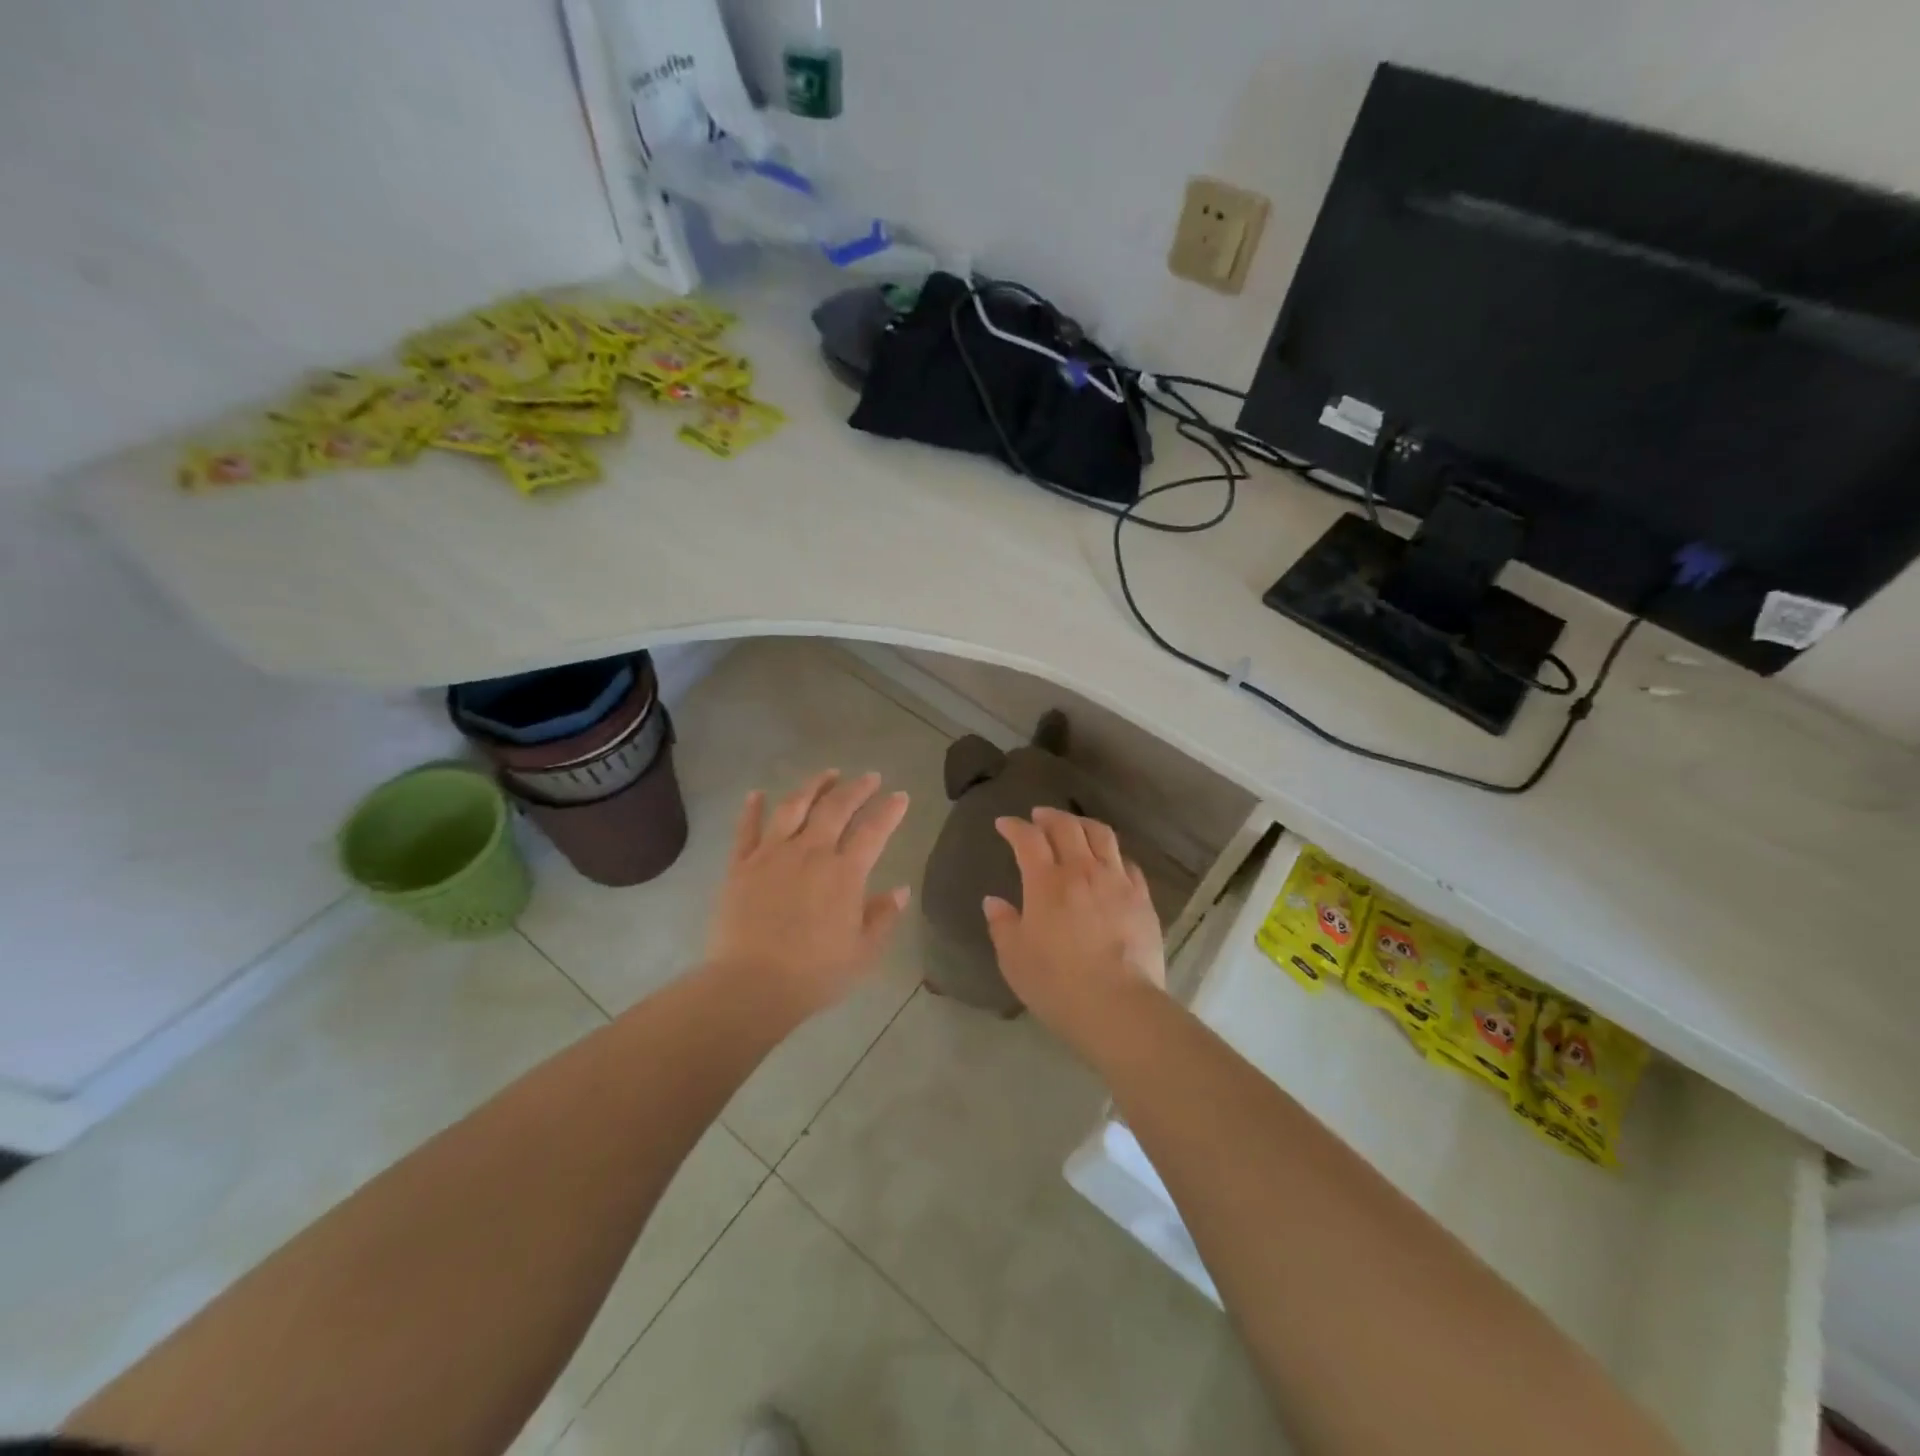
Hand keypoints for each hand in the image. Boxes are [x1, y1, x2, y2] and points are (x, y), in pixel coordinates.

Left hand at [707, 769, 911, 1020]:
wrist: (750, 986)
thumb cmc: (814, 974)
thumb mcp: (863, 953)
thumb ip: (883, 917)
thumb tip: (901, 890)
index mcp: (844, 873)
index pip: (873, 830)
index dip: (889, 810)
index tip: (901, 795)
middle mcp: (810, 852)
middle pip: (836, 807)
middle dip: (857, 788)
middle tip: (869, 777)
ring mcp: (772, 855)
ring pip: (794, 807)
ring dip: (813, 786)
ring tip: (827, 774)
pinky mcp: (741, 865)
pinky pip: (747, 829)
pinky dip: (752, 809)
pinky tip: (757, 793)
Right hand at [983, 807, 1166, 1047]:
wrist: (1118, 1005)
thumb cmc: (1057, 984)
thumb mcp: (1014, 959)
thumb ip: (1002, 925)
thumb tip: (994, 901)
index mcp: (1046, 882)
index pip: (1028, 839)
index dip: (1014, 827)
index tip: (1005, 824)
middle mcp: (1082, 870)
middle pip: (1067, 827)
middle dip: (1049, 816)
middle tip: (1038, 816)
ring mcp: (1116, 881)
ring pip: (1101, 835)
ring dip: (1083, 823)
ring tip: (1074, 826)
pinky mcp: (1142, 898)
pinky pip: (1127, 863)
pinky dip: (1112, 854)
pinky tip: (1109, 861)